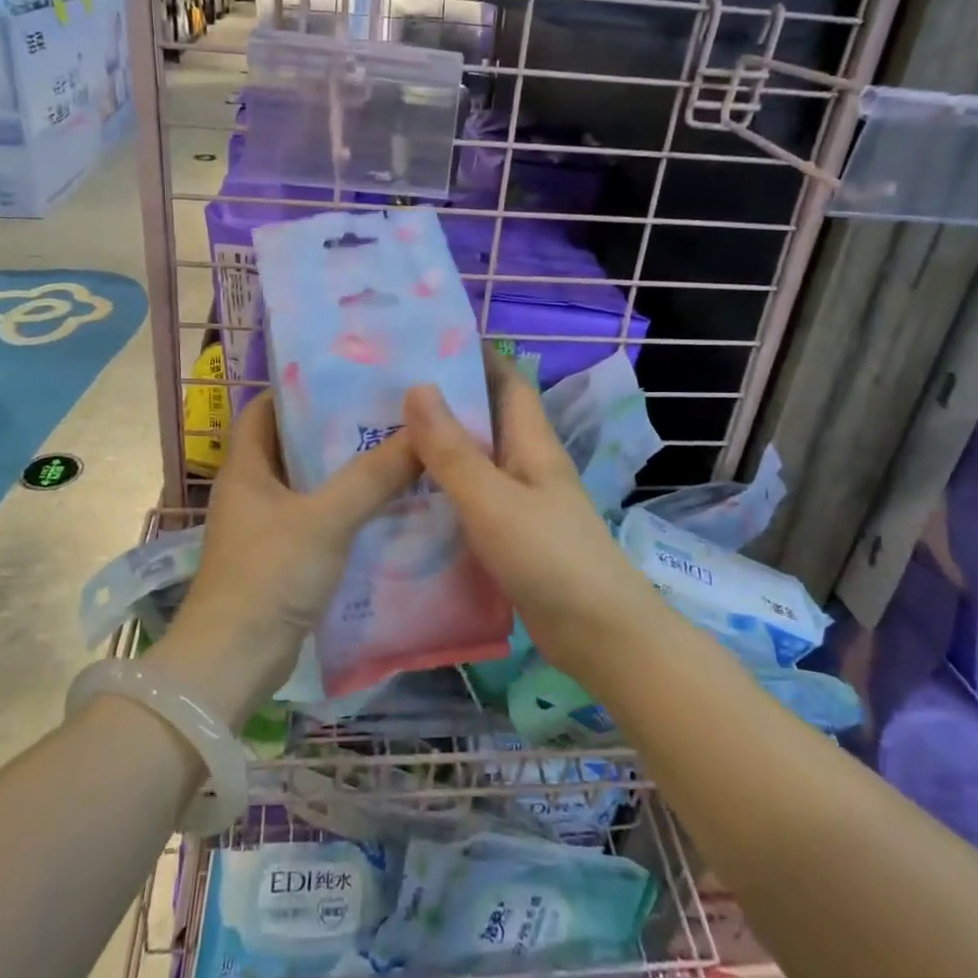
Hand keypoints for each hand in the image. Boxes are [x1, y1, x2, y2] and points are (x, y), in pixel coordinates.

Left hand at [153, 390, 418, 722]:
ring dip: (348, 474)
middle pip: (294, 445)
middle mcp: (252, 491)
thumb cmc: (269, 575)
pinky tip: (389, 509)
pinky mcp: (283, 560)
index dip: (299, 389)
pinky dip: (348, 512)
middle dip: (337, 431)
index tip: (348, 378)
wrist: (233, 663)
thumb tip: (420, 433)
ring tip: (398, 455)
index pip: (265, 409)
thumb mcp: (326, 519)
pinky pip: (320, 522)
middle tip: (389, 415)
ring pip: (311, 486)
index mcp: (246, 468)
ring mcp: (266, 528)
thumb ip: (373, 477)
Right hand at [402, 351, 658, 679]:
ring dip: (436, 449)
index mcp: (531, 442)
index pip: (505, 381)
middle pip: (484, 419)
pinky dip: (440, 493)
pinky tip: (403, 500)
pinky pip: (469, 501)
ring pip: (473, 461)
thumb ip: (453, 451)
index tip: (423, 341)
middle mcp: (526, 464)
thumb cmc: (550, 557)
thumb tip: (418, 386)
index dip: (473, 355)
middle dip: (442, 401)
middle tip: (381, 392)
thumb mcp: (493, 500)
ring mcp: (519, 502)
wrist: (598, 635)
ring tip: (379, 438)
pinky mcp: (508, 536)